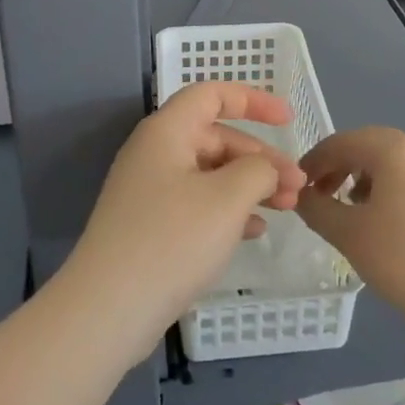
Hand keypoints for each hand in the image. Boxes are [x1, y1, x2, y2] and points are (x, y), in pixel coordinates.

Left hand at [56, 82, 307, 360]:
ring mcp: (150, 191)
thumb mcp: (227, 199)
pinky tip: (255, 231)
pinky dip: (229, 210)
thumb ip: (257, 171)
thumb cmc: (171, 240)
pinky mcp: (151, 226)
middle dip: (260, 157)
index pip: (212, 95)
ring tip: (287, 207)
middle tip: (297, 185)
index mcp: (167, 131)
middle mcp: (155, 153)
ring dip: (250, 185)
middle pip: (216, 137)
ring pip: (211, 174)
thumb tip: (264, 168)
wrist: (107, 310)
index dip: (253, 100)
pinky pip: (198, 203)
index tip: (288, 119)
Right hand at [297, 127, 404, 333]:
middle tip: (318, 195)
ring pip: (387, 161)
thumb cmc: (401, 257)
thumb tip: (300, 196)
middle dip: (337, 167)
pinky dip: (385, 187)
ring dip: (360, 176)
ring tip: (347, 208)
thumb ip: (316, 208)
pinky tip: (379, 218)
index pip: (339, 143)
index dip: (313, 162)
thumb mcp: (347, 233)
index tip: (296, 186)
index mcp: (391, 148)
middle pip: (364, 146)